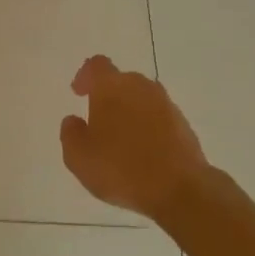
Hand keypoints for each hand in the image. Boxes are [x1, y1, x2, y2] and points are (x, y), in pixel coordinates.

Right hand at [60, 56, 210, 219]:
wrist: (180, 190)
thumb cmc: (121, 168)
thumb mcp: (78, 157)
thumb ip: (70, 134)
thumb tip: (74, 121)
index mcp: (111, 86)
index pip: (96, 65)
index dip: (85, 76)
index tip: (78, 93)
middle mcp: (140, 87)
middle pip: (121, 80)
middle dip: (109, 95)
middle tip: (99, 120)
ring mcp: (166, 104)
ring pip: (142, 98)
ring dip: (130, 111)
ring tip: (122, 139)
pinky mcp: (184, 124)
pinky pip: (159, 117)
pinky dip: (149, 127)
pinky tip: (144, 152)